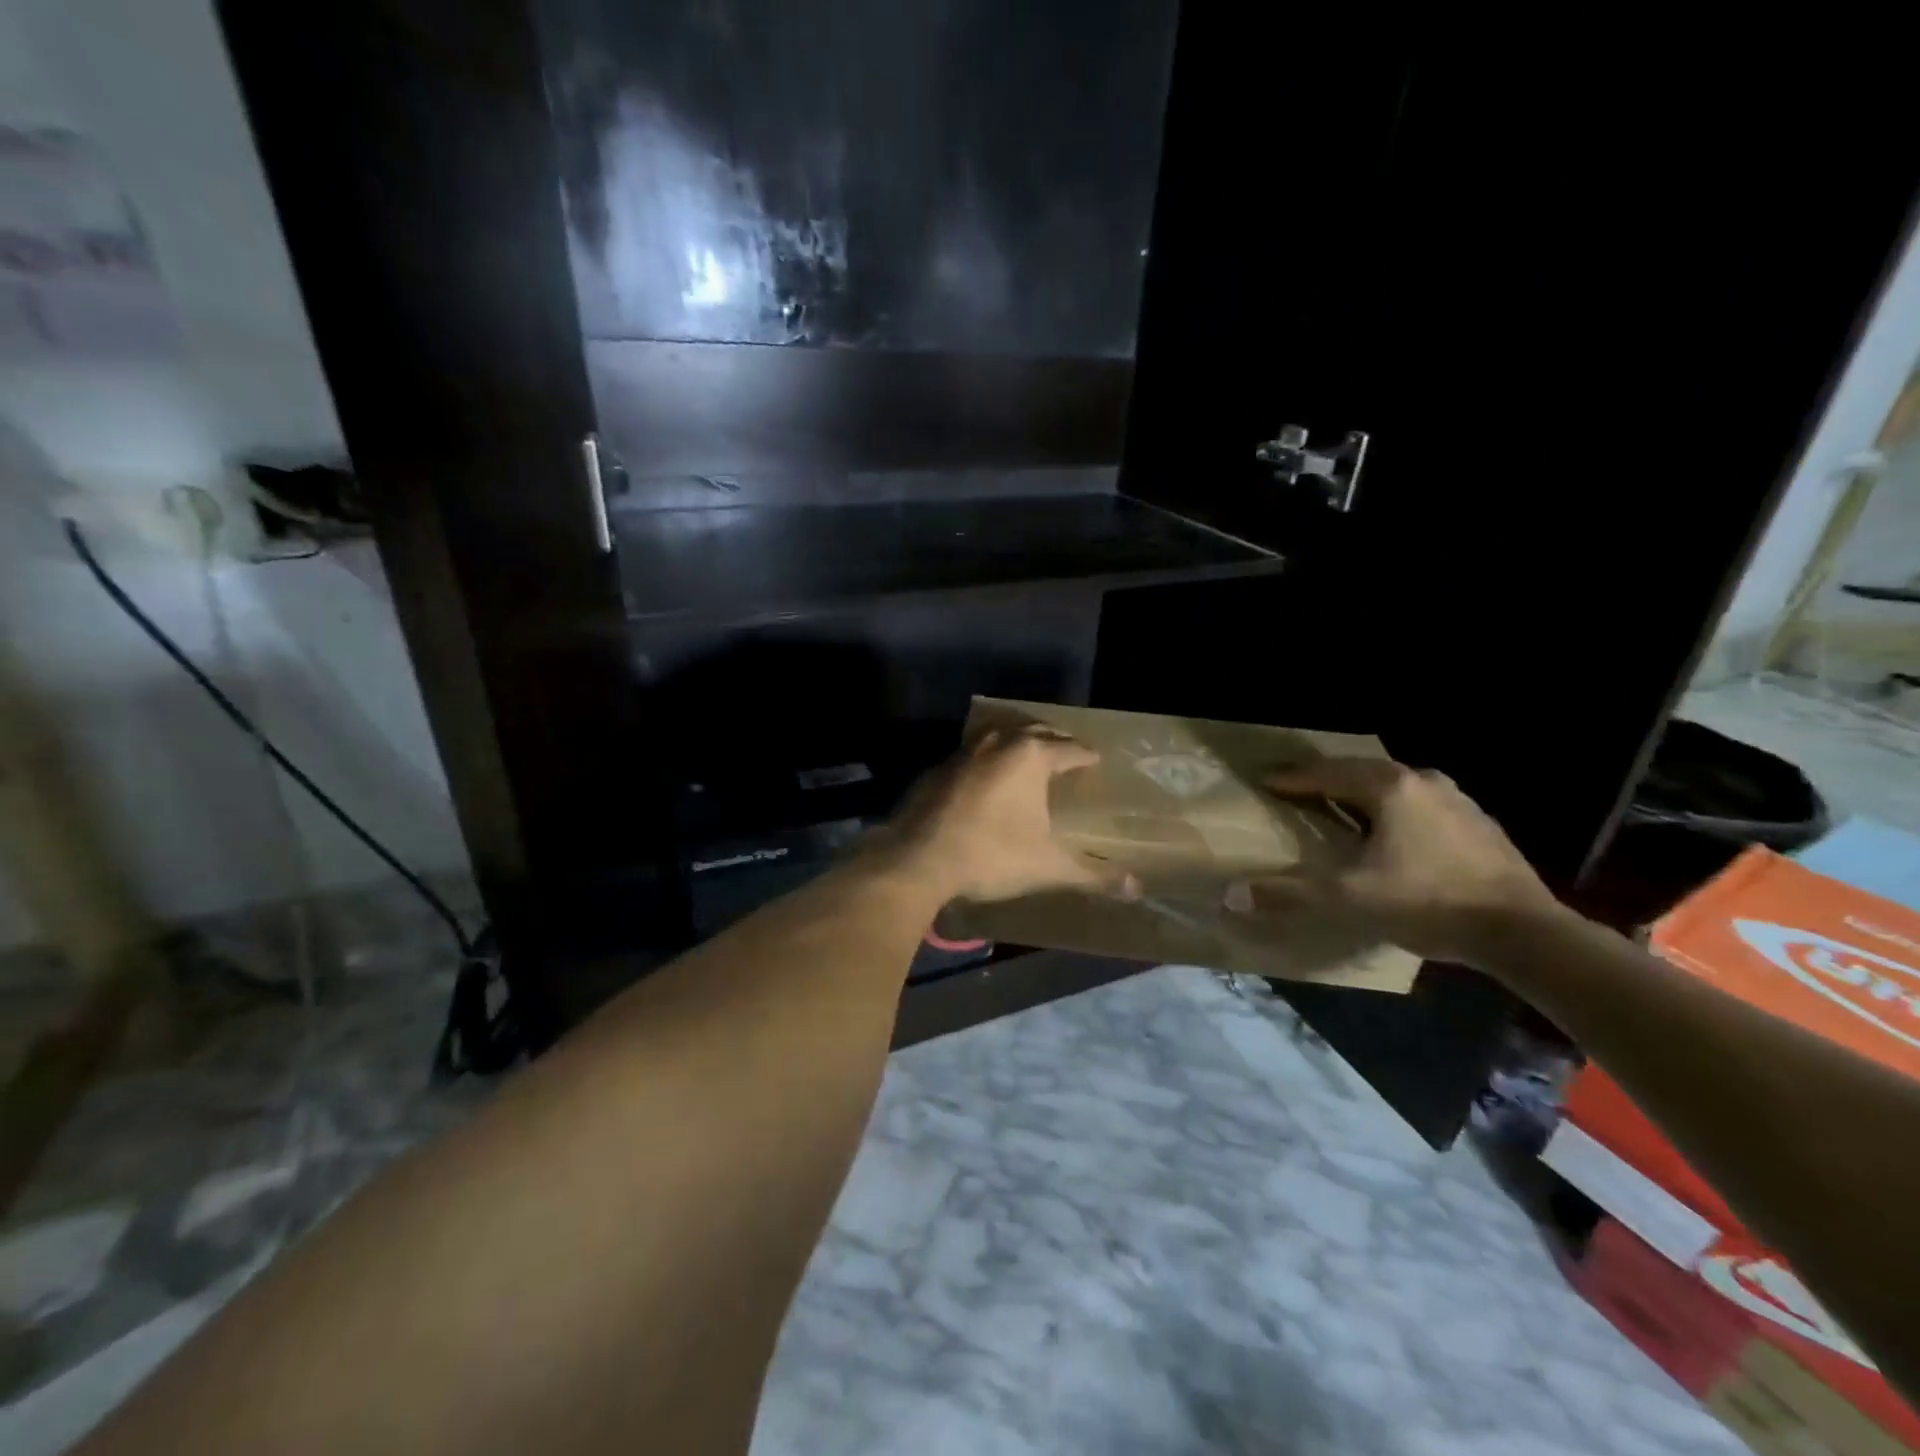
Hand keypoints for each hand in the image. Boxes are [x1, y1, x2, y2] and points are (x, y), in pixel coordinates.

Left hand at [889, 728, 1127, 903]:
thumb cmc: (992, 855)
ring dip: (1016, 745)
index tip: (1095, 759)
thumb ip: (1093, 875)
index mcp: (1030, 757)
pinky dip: (986, 762)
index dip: (1085, 755)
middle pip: (1034, 733)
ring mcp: (963, 753)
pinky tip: (984, 781)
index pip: (1069, 749)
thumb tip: (1137, 889)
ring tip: (1027, 759)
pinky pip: (971, 757)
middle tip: (1066, 752)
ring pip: (999, 738)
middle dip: (1054, 740)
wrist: (918, 858)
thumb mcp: (1048, 866)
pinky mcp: (936, 770)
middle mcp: (998, 744)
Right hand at [1228, 756, 1560, 966]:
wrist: (1525, 931)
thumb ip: (1290, 893)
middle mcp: (1421, 780)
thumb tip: (1232, 896)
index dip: (1290, 779)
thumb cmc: (1429, 902)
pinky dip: (1392, 809)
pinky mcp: (1477, 821)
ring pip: (1392, 785)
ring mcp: (1455, 798)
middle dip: (1324, 780)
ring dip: (1360, 793)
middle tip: (1295, 791)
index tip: (1263, 781)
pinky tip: (1390, 833)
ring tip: (1338, 808)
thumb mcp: (1350, 899)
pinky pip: (1419, 803)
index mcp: (1388, 788)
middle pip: (1359, 771)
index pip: (1324, 775)